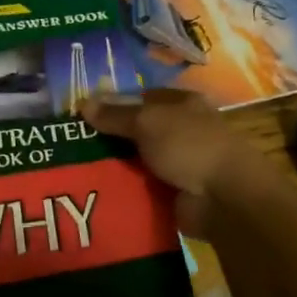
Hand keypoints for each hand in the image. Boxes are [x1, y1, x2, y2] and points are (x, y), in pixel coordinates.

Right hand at [79, 90, 266, 235]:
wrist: (225, 198)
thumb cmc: (189, 146)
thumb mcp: (147, 122)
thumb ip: (115, 115)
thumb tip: (83, 103)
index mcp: (181, 104)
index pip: (140, 98)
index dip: (112, 104)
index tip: (82, 115)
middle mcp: (181, 130)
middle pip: (137, 131)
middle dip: (109, 138)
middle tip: (72, 144)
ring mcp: (179, 163)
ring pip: (137, 160)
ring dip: (114, 166)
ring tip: (77, 169)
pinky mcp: (174, 193)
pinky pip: (142, 187)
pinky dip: (125, 190)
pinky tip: (98, 191)